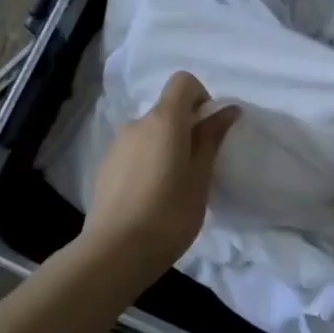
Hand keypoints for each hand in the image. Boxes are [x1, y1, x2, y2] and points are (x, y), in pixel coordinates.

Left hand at [81, 72, 240, 281]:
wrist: (115, 251)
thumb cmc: (170, 212)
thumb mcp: (200, 176)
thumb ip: (212, 138)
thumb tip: (228, 109)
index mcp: (164, 120)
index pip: (183, 81)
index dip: (201, 96)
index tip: (209, 129)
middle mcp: (137, 123)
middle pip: (166, 109)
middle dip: (186, 128)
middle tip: (198, 166)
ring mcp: (117, 145)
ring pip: (149, 133)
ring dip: (165, 147)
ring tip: (174, 187)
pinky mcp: (105, 167)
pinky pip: (134, 152)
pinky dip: (147, 162)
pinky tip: (151, 197)